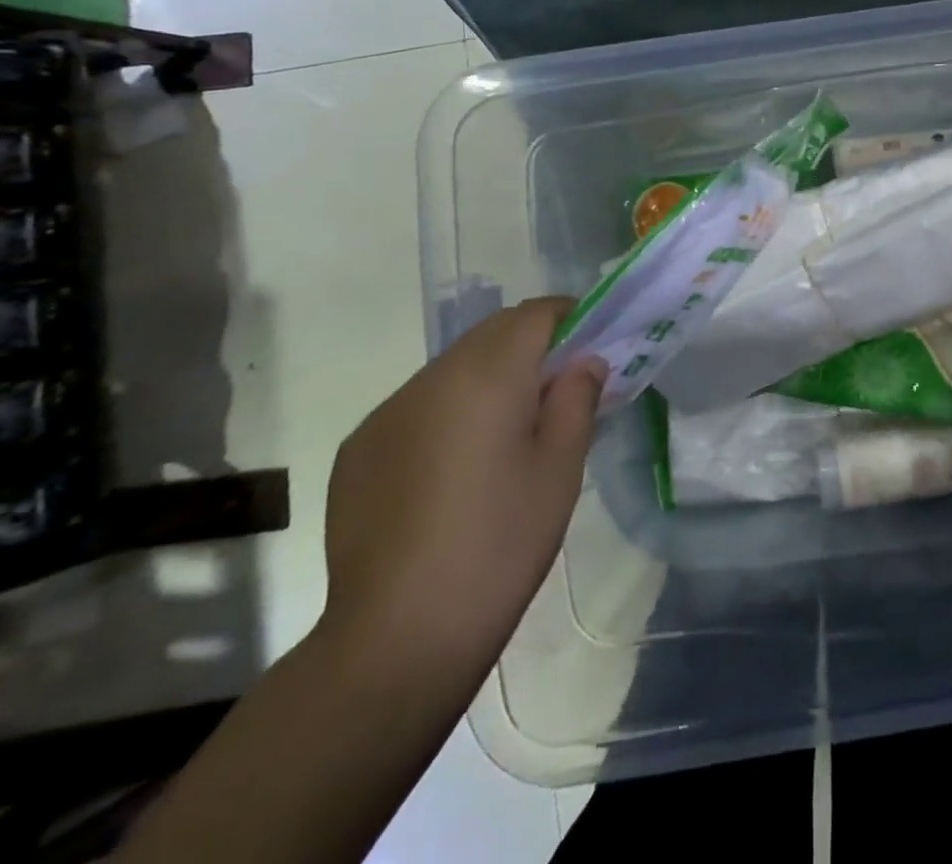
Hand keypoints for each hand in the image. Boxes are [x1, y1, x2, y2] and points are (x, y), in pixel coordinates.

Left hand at [319, 297, 604, 678]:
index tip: (593, 345)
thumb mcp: (561, 468)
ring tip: (510, 434)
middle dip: (531, 346)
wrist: (398, 637)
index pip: (534, 314)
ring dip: (489, 378)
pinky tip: (457, 468)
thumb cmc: (500, 543)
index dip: (570, 318)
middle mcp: (429, 379)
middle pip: (491, 334)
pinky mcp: (358, 450)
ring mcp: (386, 414)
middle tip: (561, 389)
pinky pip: (418, 406)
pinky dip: (449, 412)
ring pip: (453, 368)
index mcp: (485, 376)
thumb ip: (576, 398)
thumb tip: (583, 362)